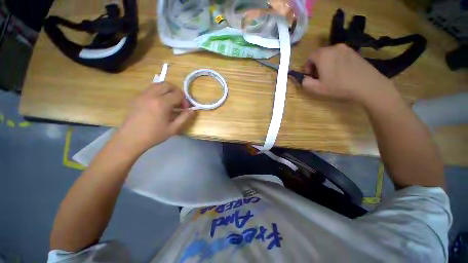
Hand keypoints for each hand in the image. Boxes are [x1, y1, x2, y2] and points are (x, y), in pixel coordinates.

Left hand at [115, 83, 194, 154]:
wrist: (130, 138)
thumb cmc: (153, 135)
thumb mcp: (173, 129)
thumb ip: (184, 118)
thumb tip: (192, 110)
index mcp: (162, 103)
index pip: (178, 94)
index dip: (184, 100)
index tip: (185, 109)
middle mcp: (152, 95)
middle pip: (168, 85)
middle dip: (177, 92)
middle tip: (179, 103)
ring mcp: (143, 94)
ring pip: (159, 84)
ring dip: (168, 90)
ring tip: (170, 101)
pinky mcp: (138, 97)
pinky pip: (151, 88)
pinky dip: (159, 91)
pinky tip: (160, 102)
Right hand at [302, 44, 396, 104]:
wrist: (367, 84)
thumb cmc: (339, 86)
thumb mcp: (317, 89)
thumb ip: (305, 83)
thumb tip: (304, 78)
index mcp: (323, 55)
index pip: (310, 57)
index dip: (307, 67)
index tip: (310, 76)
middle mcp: (334, 48)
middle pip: (320, 55)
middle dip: (316, 65)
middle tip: (319, 77)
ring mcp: (346, 49)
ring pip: (330, 55)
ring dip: (326, 63)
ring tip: (330, 75)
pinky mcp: (355, 52)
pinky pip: (340, 55)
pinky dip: (336, 62)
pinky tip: (341, 73)